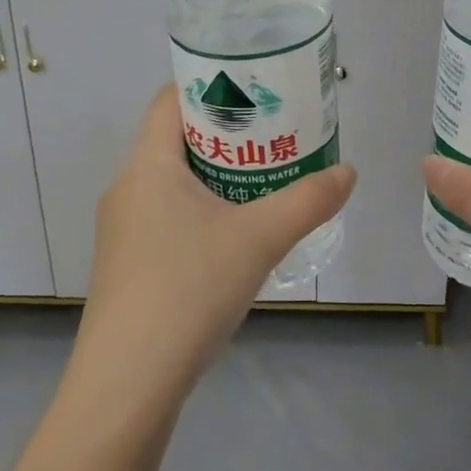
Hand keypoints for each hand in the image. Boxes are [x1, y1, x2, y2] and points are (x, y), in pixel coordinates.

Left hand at [76, 85, 355, 401]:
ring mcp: (122, 231)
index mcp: (147, 165)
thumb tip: (348, 173)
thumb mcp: (260, 239)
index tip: (259, 93)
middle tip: (277, 139)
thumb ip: (308, 201)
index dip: (214, 86)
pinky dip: (203, 214)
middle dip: (229, 136)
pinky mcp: (127, 267)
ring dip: (218, 179)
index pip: (173, 99)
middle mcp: (127, 189)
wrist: (127, 384)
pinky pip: (168, 219)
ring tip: (266, 185)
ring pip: (174, 184)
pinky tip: (236, 240)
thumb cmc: (188, 289)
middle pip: (177, 140)